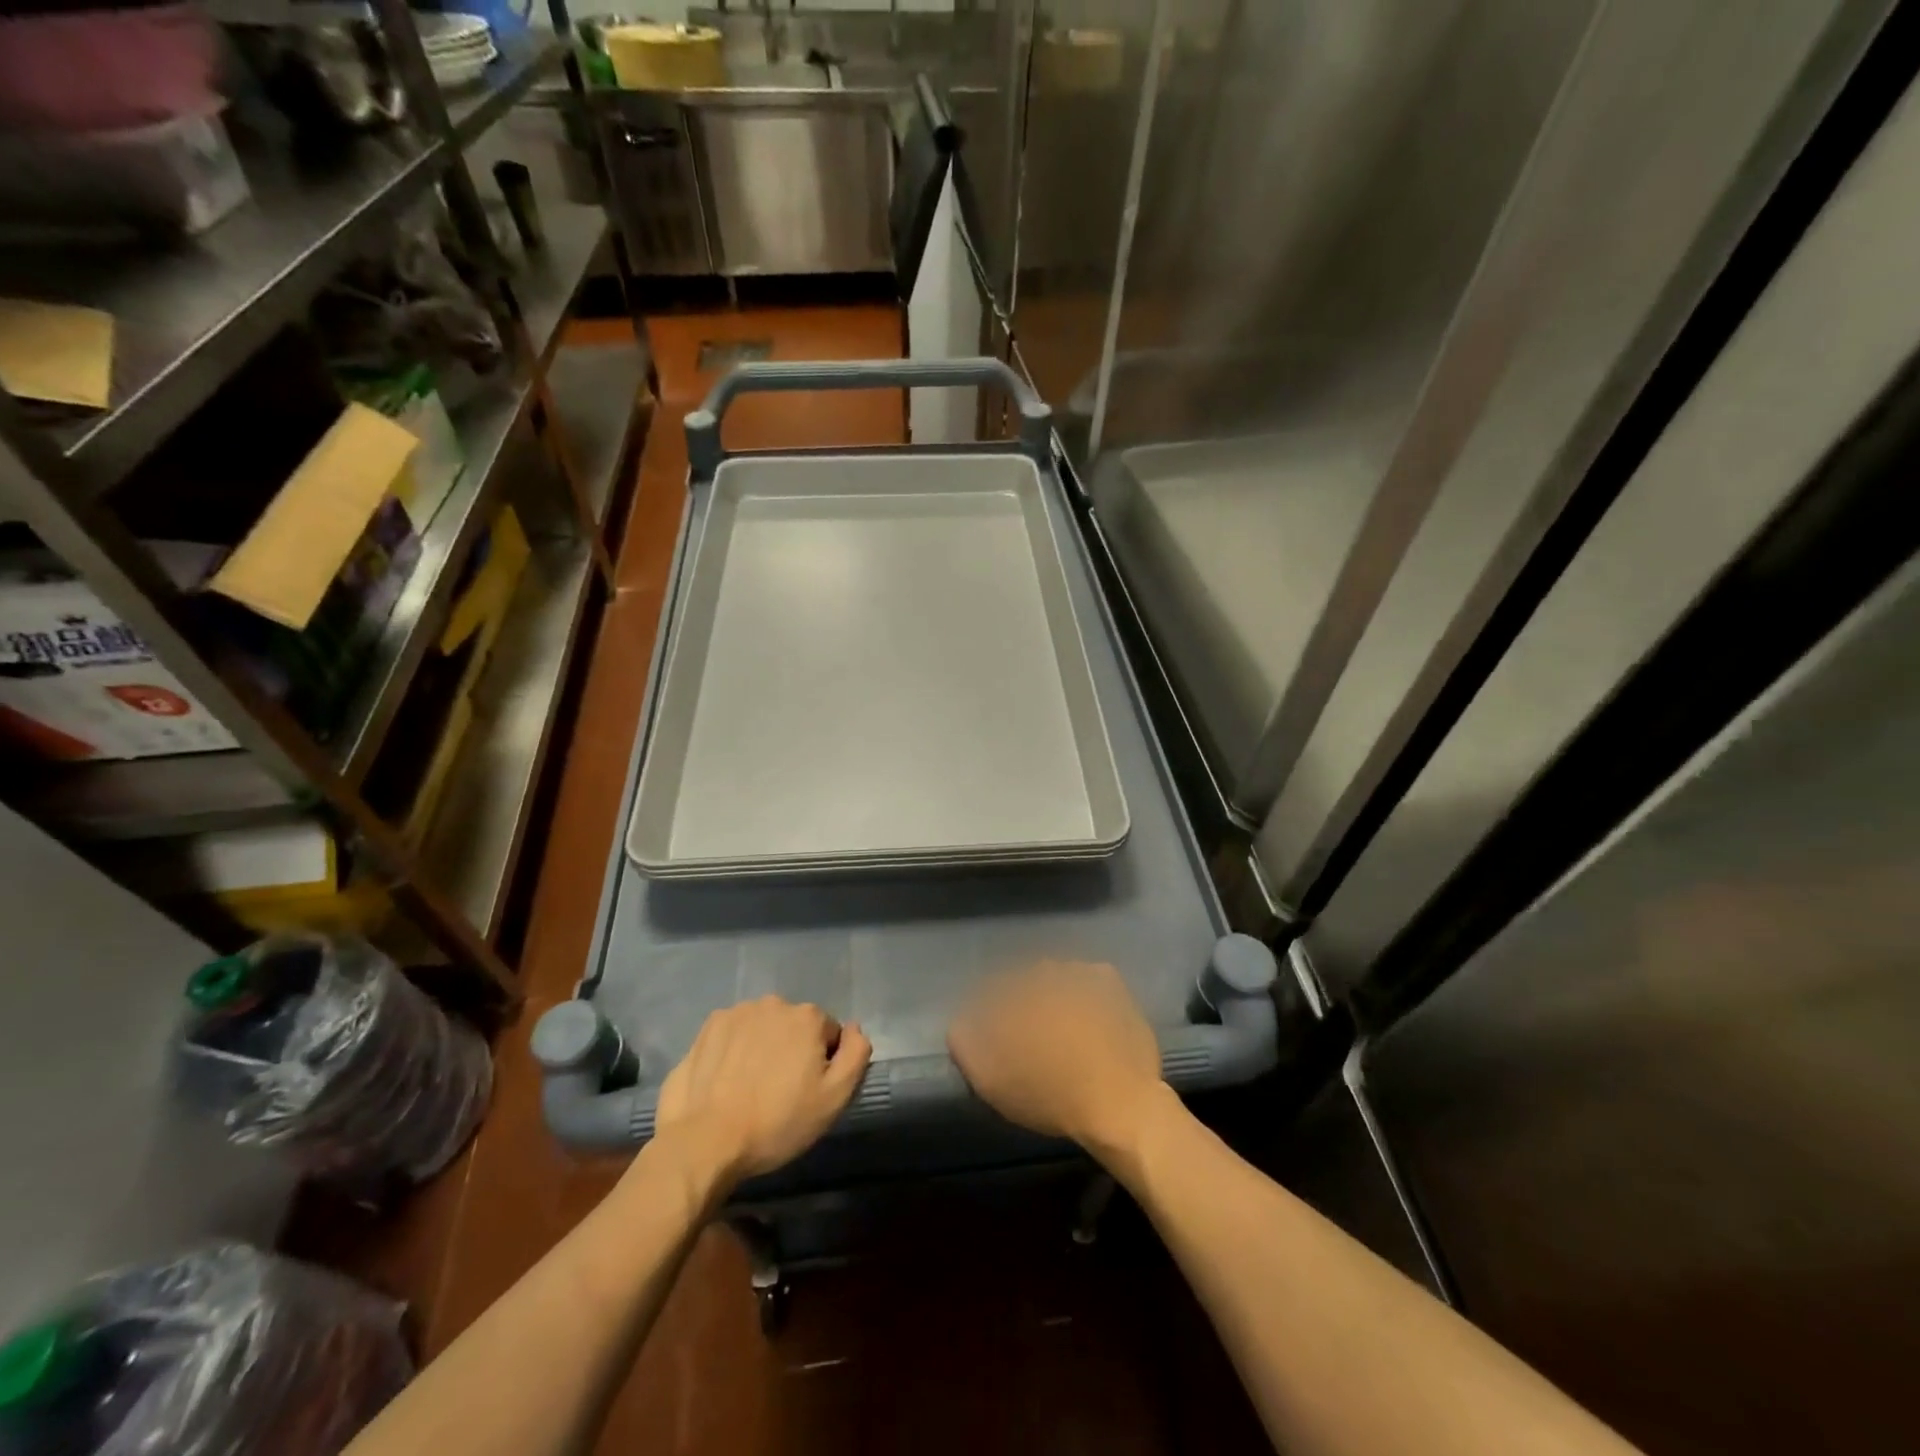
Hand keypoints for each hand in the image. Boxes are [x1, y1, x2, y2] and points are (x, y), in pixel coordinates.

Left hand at [654, 997, 871, 1185]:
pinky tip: (726, 1082)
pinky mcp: (706, 1029)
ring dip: (762, 1048)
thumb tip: (855, 1028)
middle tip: (780, 1092)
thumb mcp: (834, 1098)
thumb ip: (856, 1055)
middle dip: (792, 1050)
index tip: (808, 1091)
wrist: (705, 1142)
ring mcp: (736, 1013)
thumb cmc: (777, 1122)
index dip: (823, 1063)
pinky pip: (732, 1034)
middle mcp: (773, 1004)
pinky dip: (733, 1051)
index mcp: (807, 1017)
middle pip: (794, 1026)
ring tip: (750, 1088)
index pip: (828, 1033)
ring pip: (762, 1028)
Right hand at [947, 960, 1169, 1164]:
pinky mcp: (1111, 983)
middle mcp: (1045, 968)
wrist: (1119, 1105)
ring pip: (1056, 978)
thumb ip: (964, 1041)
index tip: (999, 1039)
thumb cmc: (1049, 1094)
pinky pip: (1088, 982)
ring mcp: (1081, 971)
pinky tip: (1088, 1023)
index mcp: (1013, 986)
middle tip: (1031, 1039)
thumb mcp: (989, 1078)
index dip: (991, 1014)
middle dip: (1024, 1003)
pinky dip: (1084, 996)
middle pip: (1024, 982)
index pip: (991, 989)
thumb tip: (960, 1022)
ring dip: (1054, 996)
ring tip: (1063, 1034)